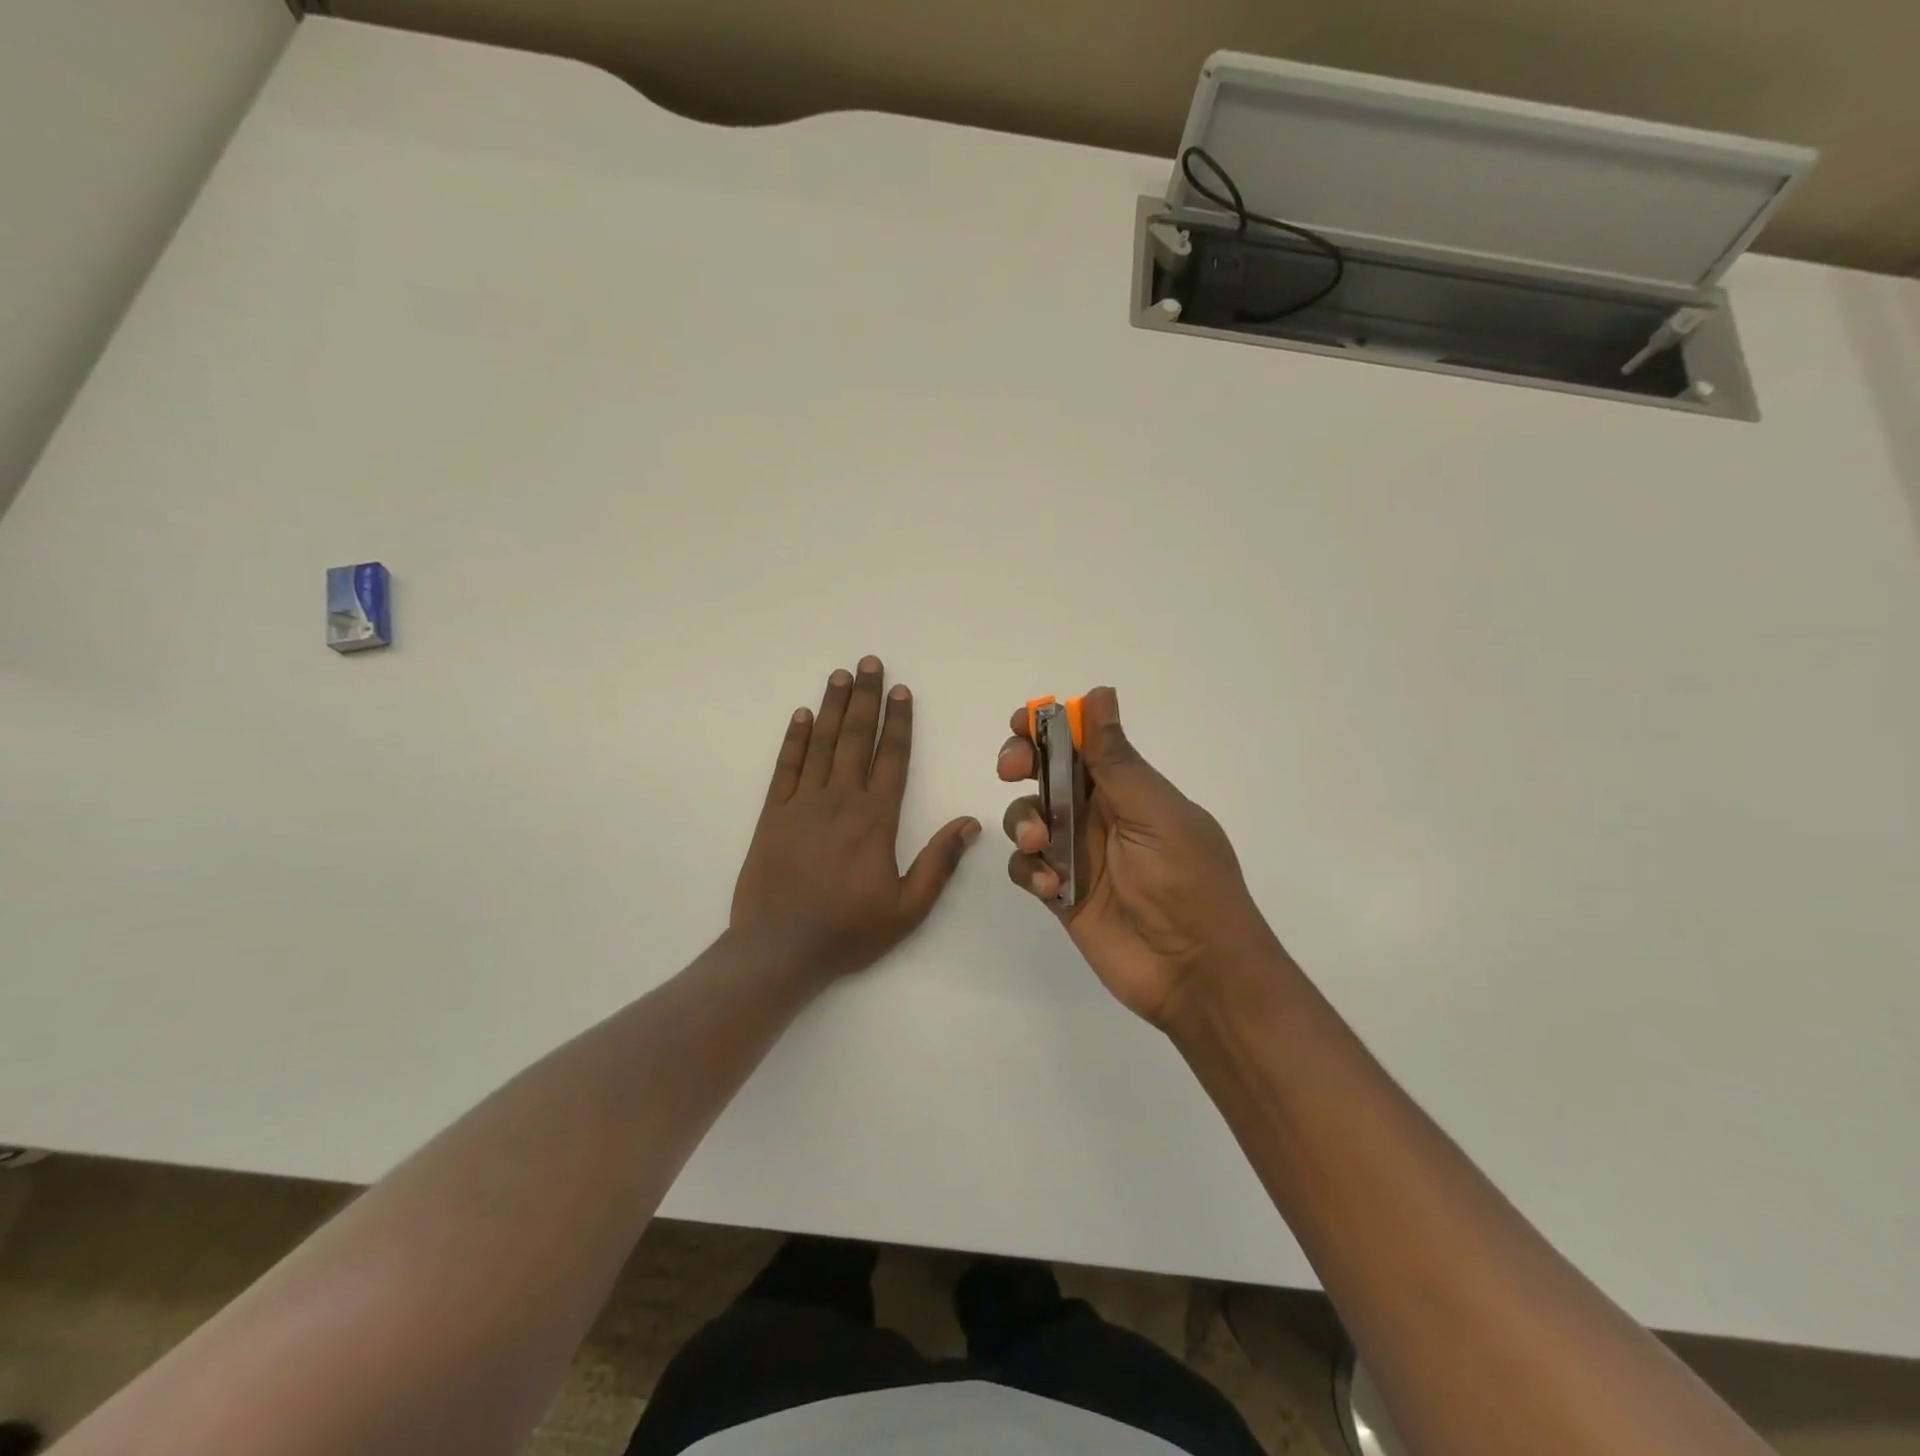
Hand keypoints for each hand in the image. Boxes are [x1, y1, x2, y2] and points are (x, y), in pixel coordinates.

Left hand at [733, 656, 979, 984]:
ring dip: (833, 707)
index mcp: (876, 819)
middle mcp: (840, 800)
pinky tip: (802, 716)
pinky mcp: (772, 815)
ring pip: (821, 744)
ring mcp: (802, 804)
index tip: (902, 691)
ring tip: (841, 675)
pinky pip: (785, 767)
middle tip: (869, 663)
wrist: (779, 950)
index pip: (892, 758)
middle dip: (865, 698)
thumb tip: (970, 823)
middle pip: (856, 738)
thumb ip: (939, 863)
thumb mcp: (908, 908)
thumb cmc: (848, 931)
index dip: (899, 722)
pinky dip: (794, 739)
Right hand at [998, 687, 1280, 1027]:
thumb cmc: (1187, 882)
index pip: (1081, 741)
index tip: (1024, 724)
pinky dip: (1029, 869)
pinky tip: (1052, 888)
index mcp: (1129, 787)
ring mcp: (1078, 853)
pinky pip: (1027, 866)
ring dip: (1023, 822)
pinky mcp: (1061, 892)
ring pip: (1028, 816)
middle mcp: (1099, 813)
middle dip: (1021, 763)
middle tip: (1012, 769)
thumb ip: (1116, 760)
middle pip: (1045, 772)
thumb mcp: (1154, 814)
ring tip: (1039, 845)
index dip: (1050, 726)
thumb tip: (1099, 692)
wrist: (1197, 972)